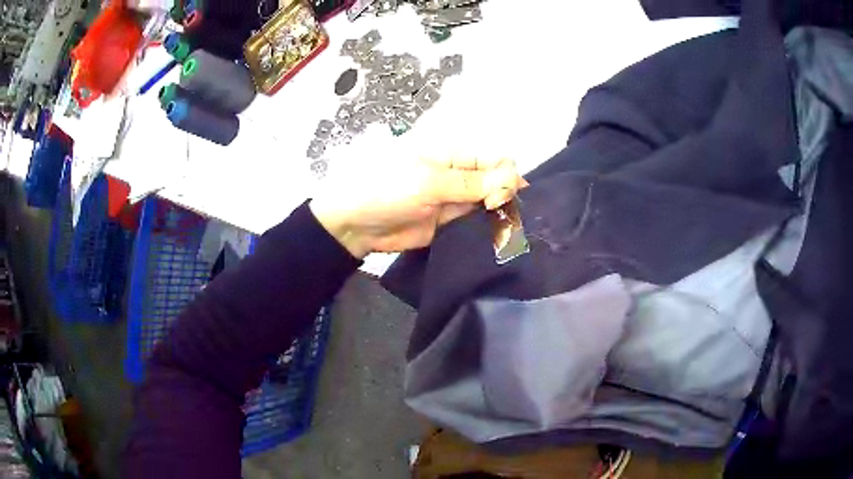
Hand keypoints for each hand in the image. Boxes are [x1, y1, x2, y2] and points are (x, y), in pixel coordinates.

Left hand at [309, 157, 526, 258]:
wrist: (357, 224)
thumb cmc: (388, 190)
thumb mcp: (429, 182)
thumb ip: (471, 184)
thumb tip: (515, 180)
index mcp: (455, 155)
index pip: (496, 160)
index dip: (507, 176)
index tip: (501, 197)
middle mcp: (461, 175)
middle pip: (497, 182)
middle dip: (505, 196)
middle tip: (499, 215)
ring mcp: (457, 200)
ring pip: (490, 203)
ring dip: (499, 214)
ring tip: (505, 230)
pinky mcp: (452, 223)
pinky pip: (477, 223)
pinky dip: (487, 229)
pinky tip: (496, 237)